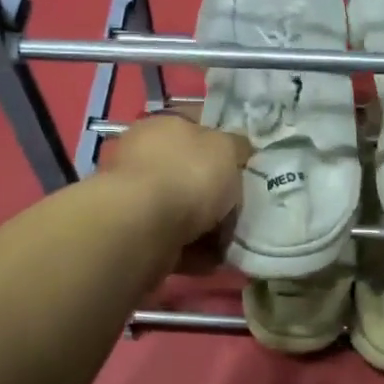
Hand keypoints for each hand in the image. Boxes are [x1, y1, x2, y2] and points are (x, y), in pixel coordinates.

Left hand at [101, 115, 251, 252]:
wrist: (144, 228)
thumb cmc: (188, 174)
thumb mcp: (226, 147)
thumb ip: (236, 145)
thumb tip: (239, 148)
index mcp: (162, 126)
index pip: (196, 124)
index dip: (223, 139)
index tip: (247, 159)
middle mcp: (144, 158)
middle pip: (190, 172)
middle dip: (217, 190)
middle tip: (245, 202)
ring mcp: (137, 199)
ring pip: (184, 210)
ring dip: (210, 225)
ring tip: (235, 237)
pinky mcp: (137, 235)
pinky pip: (176, 241)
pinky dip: (196, 251)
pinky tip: (216, 258)